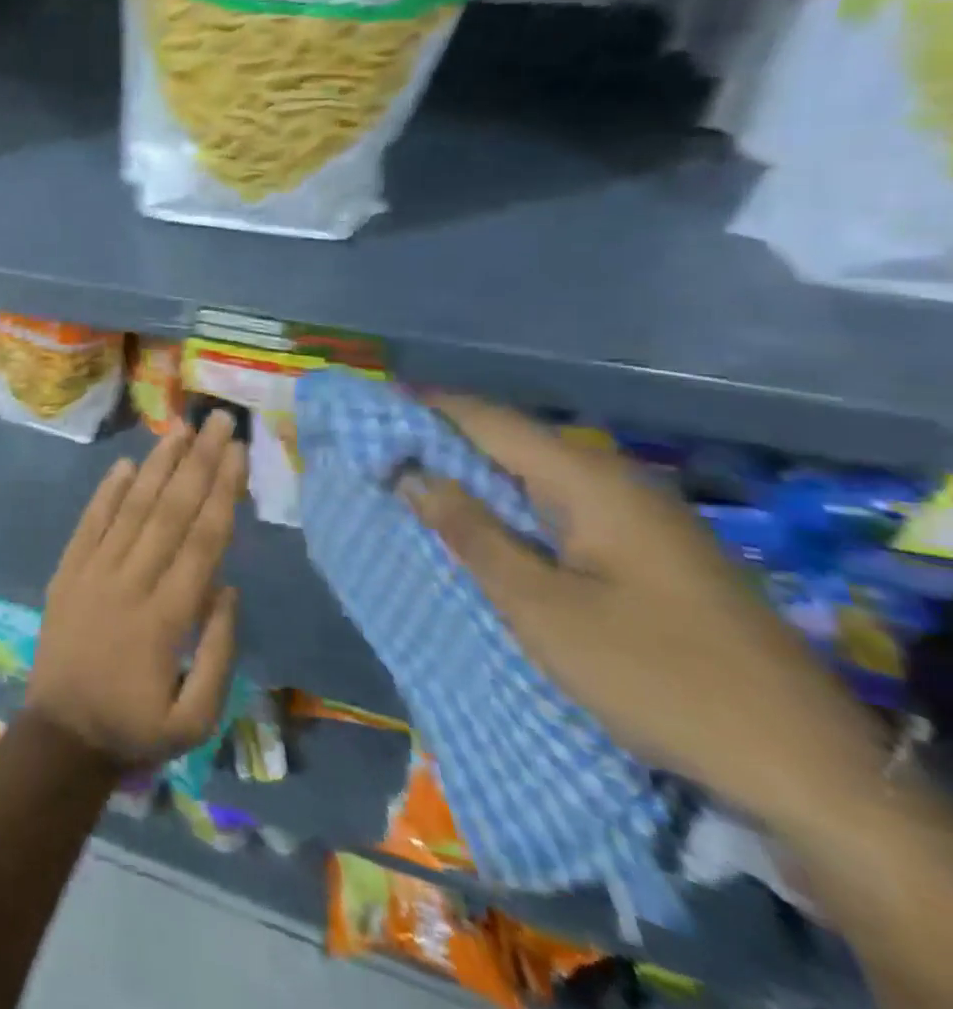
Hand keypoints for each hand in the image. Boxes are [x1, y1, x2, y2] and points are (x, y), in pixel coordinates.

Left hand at [25, 411, 243, 770]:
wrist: (61, 735)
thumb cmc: (135, 728)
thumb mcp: (196, 718)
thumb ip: (218, 652)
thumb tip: (228, 587)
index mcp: (166, 617)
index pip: (201, 541)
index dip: (222, 493)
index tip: (238, 453)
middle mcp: (129, 582)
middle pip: (169, 511)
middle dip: (198, 462)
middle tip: (217, 421)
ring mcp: (93, 572)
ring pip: (130, 508)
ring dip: (157, 467)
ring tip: (178, 430)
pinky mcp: (67, 571)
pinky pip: (88, 524)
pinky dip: (106, 492)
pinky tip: (124, 464)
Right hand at [398, 393, 886, 834]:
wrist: (807, 768)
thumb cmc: (654, 675)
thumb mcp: (540, 607)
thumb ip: (470, 532)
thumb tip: (412, 473)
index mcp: (589, 482)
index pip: (489, 421)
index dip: (425, 408)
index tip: (368, 407)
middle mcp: (616, 483)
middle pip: (512, 441)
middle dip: (443, 441)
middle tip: (379, 448)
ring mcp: (641, 517)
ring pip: (536, 476)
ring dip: (475, 475)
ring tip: (414, 480)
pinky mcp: (651, 552)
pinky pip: (562, 507)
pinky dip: (511, 506)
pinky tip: (483, 525)